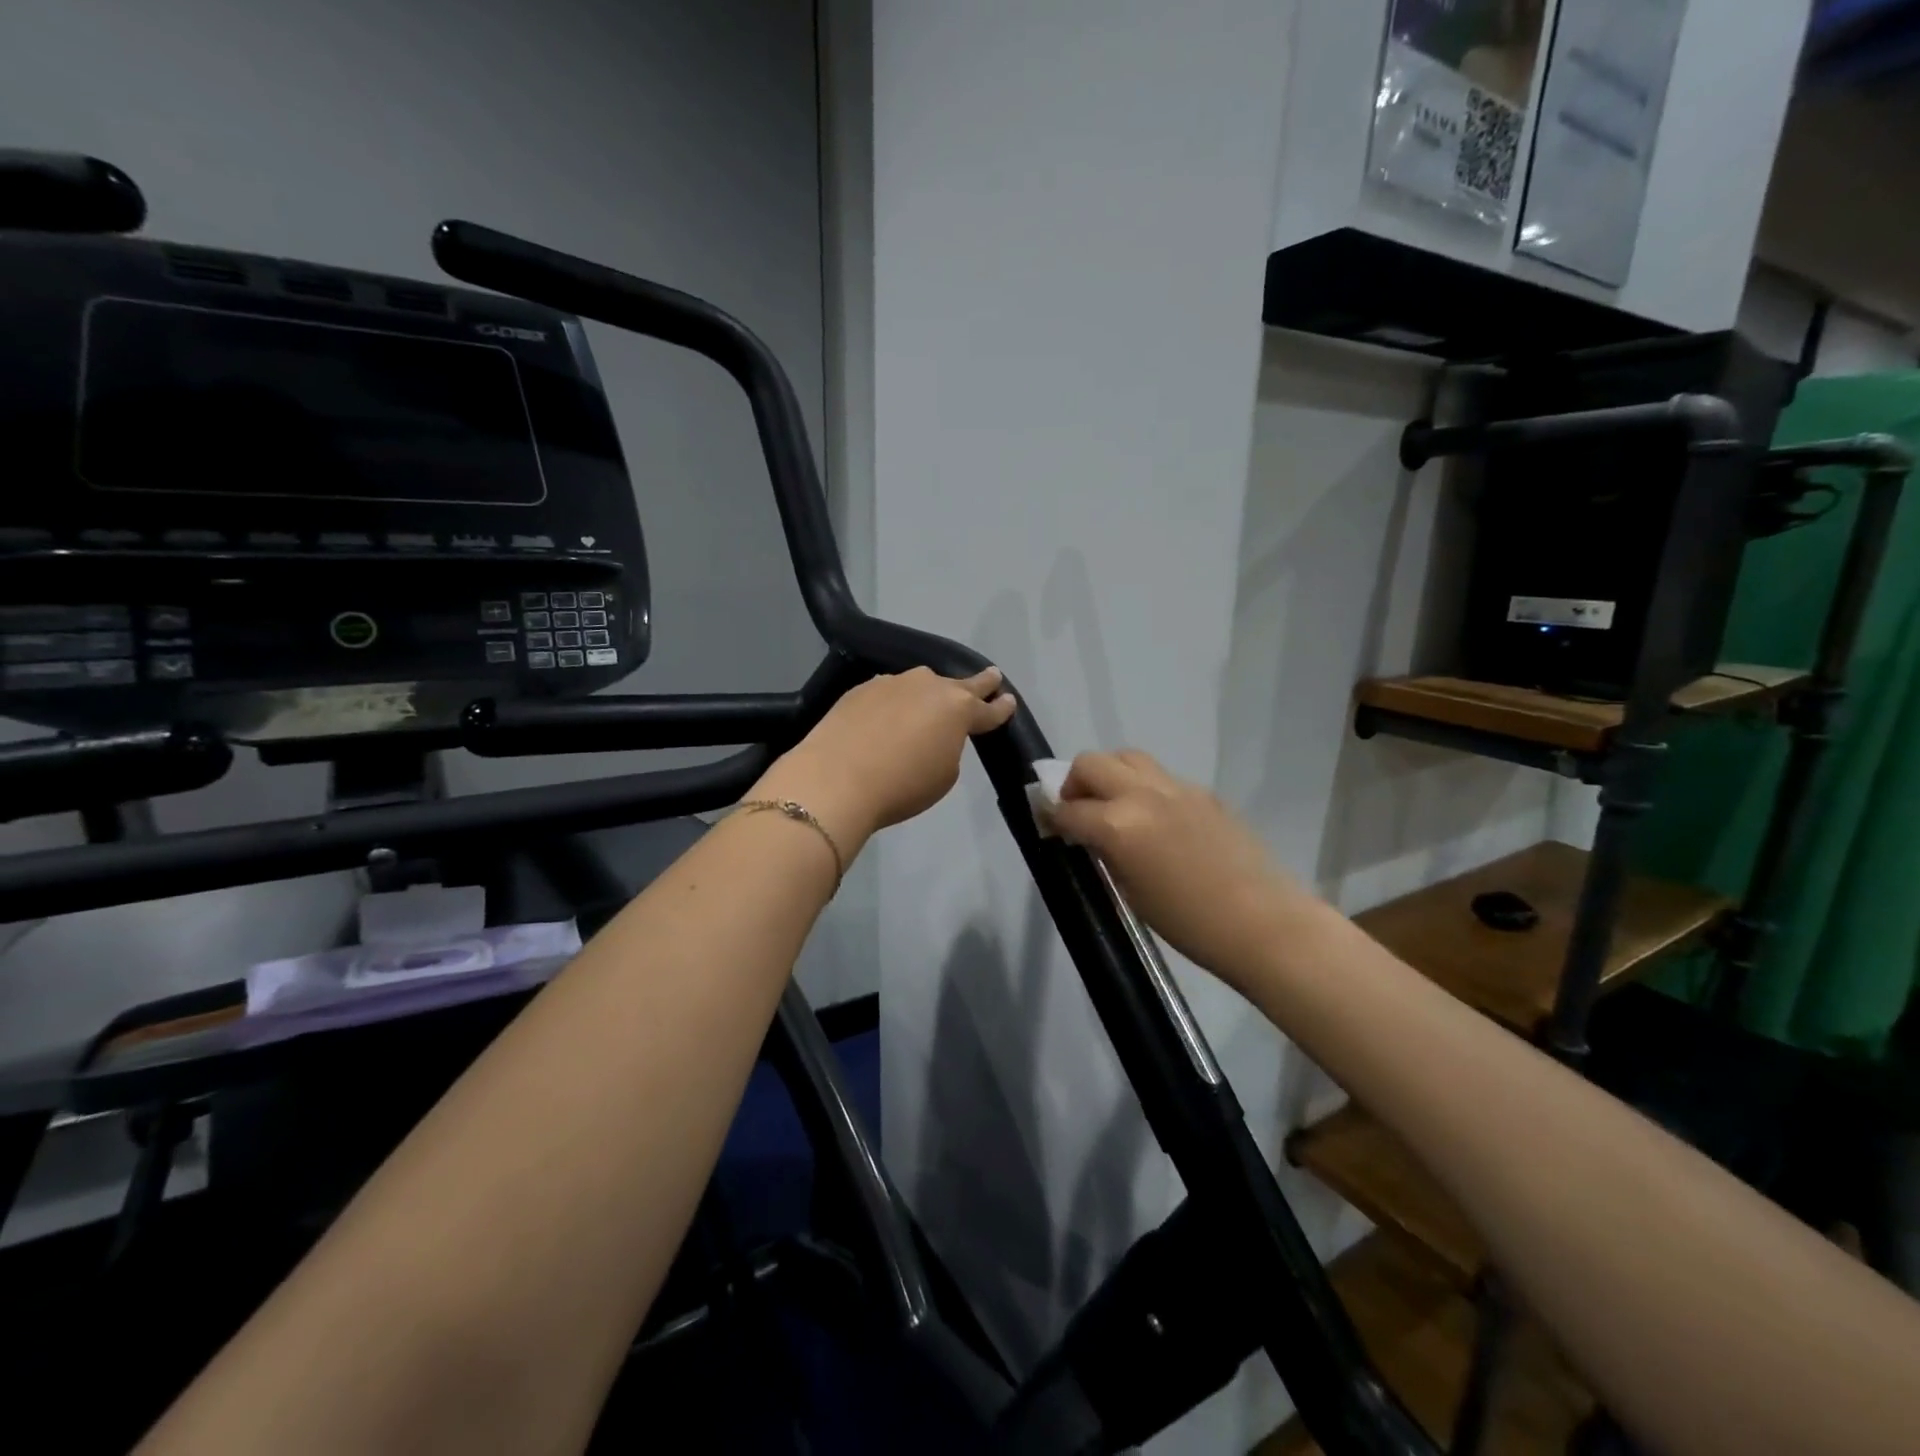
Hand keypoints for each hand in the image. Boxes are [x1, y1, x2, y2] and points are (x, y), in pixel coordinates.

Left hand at [752, 667, 1016, 853]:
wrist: (835, 779)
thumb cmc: (902, 785)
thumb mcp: (944, 774)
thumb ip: (948, 748)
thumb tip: (935, 735)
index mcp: (958, 709)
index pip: (988, 709)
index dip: (1001, 708)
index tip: (1009, 702)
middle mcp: (929, 687)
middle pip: (960, 684)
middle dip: (979, 683)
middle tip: (992, 676)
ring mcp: (893, 683)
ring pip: (921, 684)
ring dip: (930, 692)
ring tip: (931, 701)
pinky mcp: (861, 688)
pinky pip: (890, 692)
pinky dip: (896, 701)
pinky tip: (889, 713)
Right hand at [1048, 750, 1320, 993]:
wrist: (1260, 922)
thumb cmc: (1188, 923)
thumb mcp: (1130, 891)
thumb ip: (1104, 852)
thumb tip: (1088, 834)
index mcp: (1118, 825)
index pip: (1069, 809)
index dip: (1052, 817)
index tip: (1048, 824)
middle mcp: (1141, 795)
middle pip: (1091, 763)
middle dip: (1074, 782)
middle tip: (1078, 808)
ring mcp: (1175, 787)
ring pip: (1126, 757)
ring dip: (1109, 774)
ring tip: (1113, 803)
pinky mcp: (1201, 791)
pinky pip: (1160, 776)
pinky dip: (1143, 787)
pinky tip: (1153, 817)